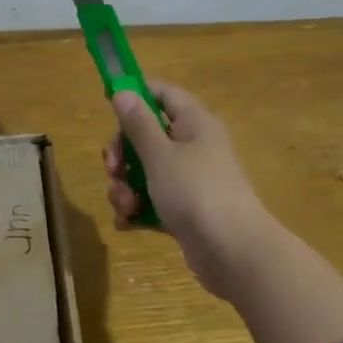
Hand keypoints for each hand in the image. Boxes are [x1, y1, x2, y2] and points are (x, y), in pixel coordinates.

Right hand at [104, 81, 275, 301]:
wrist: (233, 252)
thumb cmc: (196, 192)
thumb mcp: (160, 155)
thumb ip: (138, 124)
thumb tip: (122, 90)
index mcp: (194, 123)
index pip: (163, 94)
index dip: (136, 96)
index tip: (109, 107)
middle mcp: (193, 146)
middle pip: (147, 135)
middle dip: (122, 154)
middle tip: (112, 169)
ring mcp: (190, 180)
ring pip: (146, 171)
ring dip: (126, 186)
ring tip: (124, 206)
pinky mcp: (185, 210)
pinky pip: (153, 200)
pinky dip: (138, 209)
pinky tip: (126, 223)